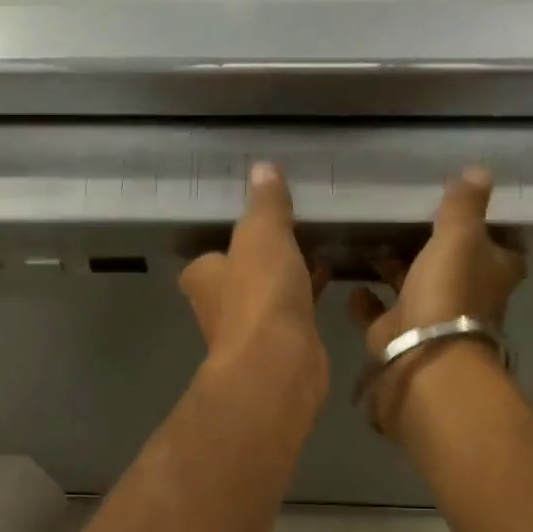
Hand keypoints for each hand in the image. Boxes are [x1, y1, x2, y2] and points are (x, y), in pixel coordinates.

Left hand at [180, 163, 329, 414]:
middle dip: (260, 260)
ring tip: (314, 247)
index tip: (250, 225)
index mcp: (203, 277)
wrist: (279, 363)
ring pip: (267, 295)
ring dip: (285, 277)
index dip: (227, 242)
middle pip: (238, 276)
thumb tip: (263, 168)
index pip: (207, 257)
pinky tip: (329, 277)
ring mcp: (249, 330)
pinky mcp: (280, 346)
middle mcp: (218, 306)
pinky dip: (306, 294)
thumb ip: (264, 204)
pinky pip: (292, 311)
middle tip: (288, 233)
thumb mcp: (262, 235)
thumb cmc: (259, 295)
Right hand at [349, 168, 525, 436]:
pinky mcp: (394, 337)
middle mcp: (463, 296)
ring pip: (412, 287)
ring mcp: (428, 319)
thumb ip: (464, 206)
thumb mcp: (460, 238)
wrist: (420, 361)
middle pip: (452, 266)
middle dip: (432, 246)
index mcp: (491, 272)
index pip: (502, 246)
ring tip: (369, 244)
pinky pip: (377, 314)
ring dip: (394, 269)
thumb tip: (480, 171)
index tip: (467, 208)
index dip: (490, 228)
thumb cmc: (448, 295)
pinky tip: (350, 283)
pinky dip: (365, 300)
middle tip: (405, 218)